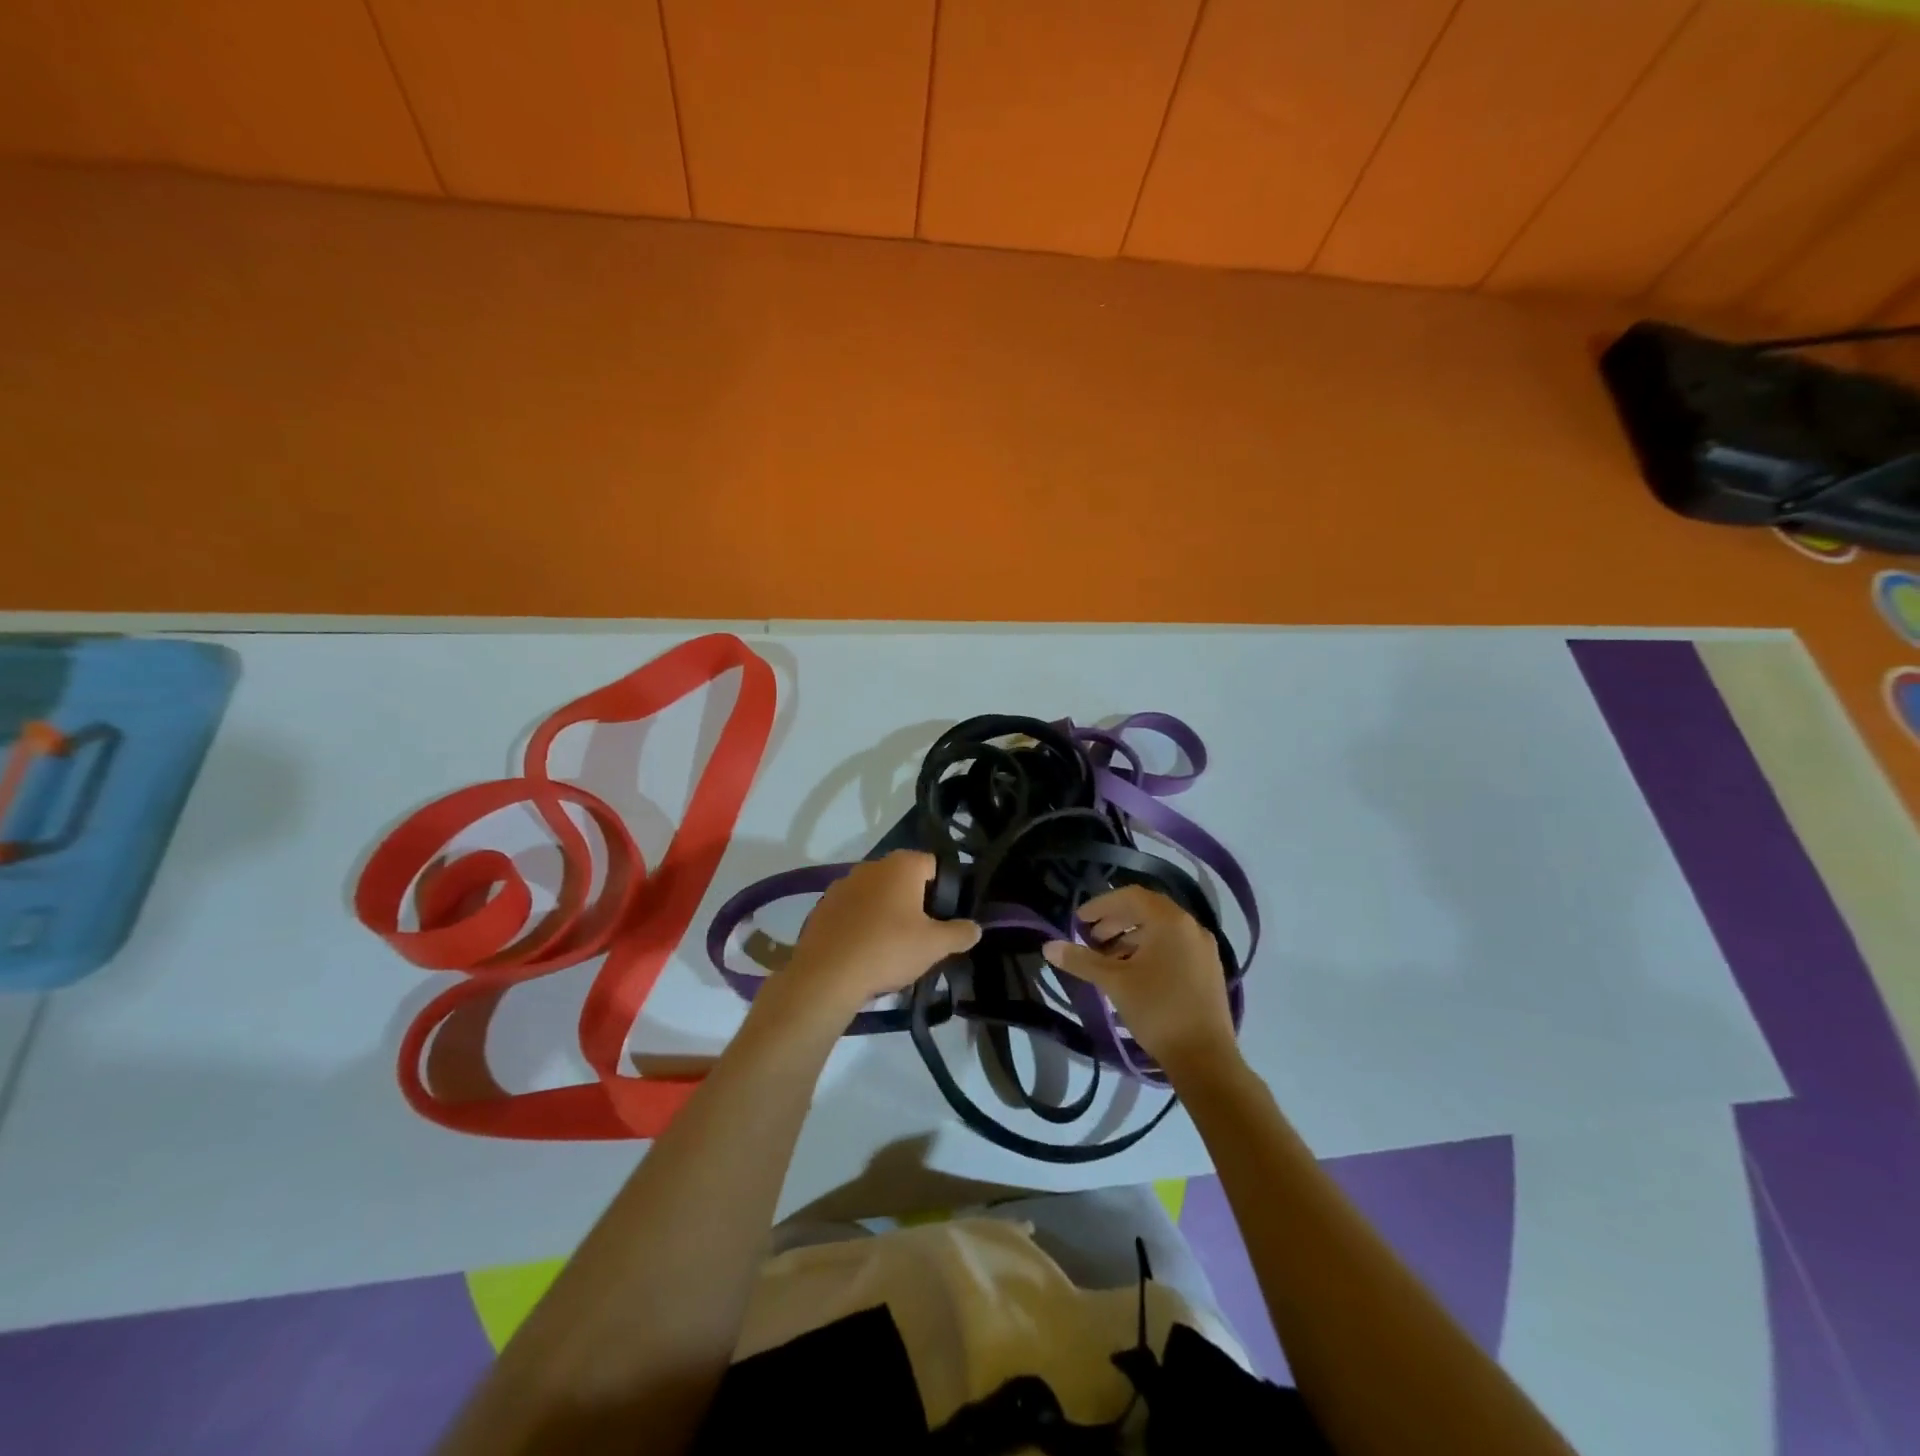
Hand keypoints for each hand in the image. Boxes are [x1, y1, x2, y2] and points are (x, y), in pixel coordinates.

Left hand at [776, 851, 979, 1019]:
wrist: (826, 976)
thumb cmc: (888, 950)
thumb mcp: (934, 946)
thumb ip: (959, 933)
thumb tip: (976, 928)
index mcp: (902, 865)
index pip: (934, 865)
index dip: (945, 890)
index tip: (945, 917)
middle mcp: (871, 866)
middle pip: (903, 878)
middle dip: (914, 901)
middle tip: (922, 934)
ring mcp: (843, 884)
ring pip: (876, 894)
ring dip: (886, 912)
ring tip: (891, 946)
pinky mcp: (822, 906)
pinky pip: (852, 910)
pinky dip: (861, 923)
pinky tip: (864, 950)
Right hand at [1043, 885, 1238, 1082]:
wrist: (1205, 1059)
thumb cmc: (1157, 1010)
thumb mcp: (1114, 982)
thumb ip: (1082, 960)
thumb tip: (1048, 947)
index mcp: (1170, 921)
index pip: (1131, 896)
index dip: (1101, 905)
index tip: (1079, 921)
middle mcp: (1191, 926)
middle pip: (1147, 911)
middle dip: (1115, 921)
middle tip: (1091, 939)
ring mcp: (1204, 949)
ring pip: (1161, 930)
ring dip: (1131, 937)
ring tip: (1107, 958)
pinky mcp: (1208, 969)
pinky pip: (1174, 946)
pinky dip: (1149, 950)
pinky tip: (1133, 972)